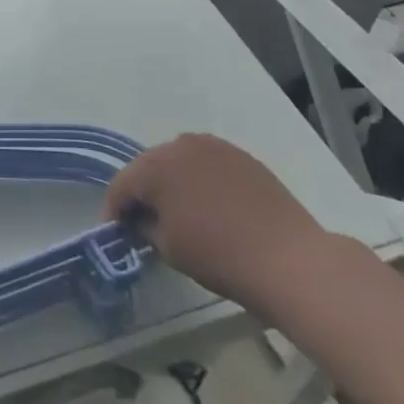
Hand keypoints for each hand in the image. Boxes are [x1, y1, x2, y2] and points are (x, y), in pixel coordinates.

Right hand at [104, 134, 331, 311]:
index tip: (115, 232)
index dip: (114, 210)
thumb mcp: (168, 248)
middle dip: (143, 193)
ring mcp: (213, 146)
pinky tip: (210, 206)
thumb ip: (145, 227)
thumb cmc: (219, 256)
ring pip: (178, 162)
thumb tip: (142, 220)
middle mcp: (180, 144)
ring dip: (172, 183)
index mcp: (155, 165)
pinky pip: (207, 164)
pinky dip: (200, 181)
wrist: (289, 259)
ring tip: (178, 212)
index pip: (121, 185)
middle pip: (148, 168)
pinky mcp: (240, 155)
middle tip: (144, 222)